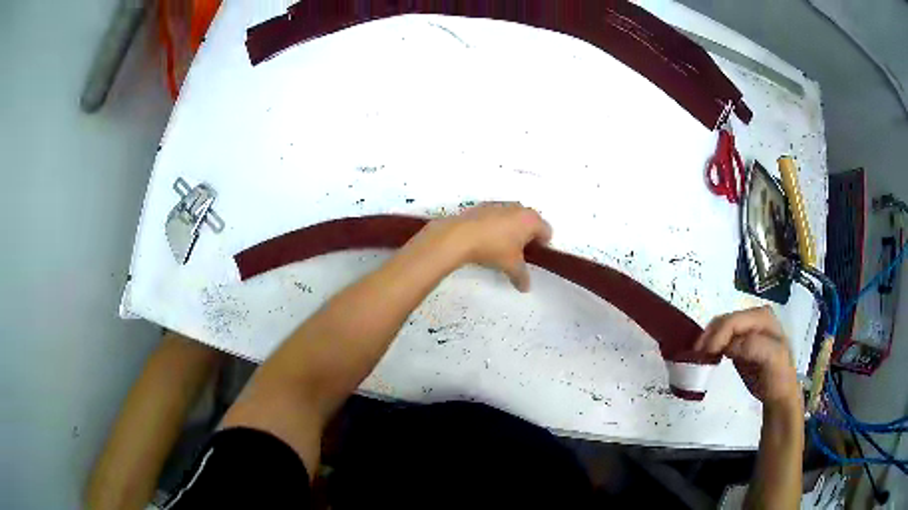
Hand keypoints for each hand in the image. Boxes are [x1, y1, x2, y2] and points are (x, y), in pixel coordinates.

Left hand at [435, 202, 551, 291]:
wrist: (460, 236)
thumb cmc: (493, 248)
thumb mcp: (511, 266)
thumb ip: (522, 276)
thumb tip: (525, 287)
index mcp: (531, 220)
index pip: (547, 231)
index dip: (542, 246)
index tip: (533, 257)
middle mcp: (518, 208)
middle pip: (531, 222)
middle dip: (527, 236)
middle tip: (519, 253)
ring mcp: (500, 205)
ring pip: (513, 217)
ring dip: (511, 230)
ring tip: (501, 246)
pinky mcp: (483, 206)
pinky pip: (497, 216)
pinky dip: (496, 225)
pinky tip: (486, 239)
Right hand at [694, 307, 800, 408]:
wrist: (779, 393)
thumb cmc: (779, 376)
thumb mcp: (773, 360)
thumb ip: (755, 347)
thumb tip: (730, 345)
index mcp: (763, 317)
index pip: (735, 321)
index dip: (718, 335)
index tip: (703, 355)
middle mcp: (754, 318)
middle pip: (726, 320)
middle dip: (710, 335)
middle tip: (696, 355)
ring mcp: (747, 329)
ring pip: (721, 327)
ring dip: (709, 339)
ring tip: (699, 355)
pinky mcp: (740, 342)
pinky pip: (722, 336)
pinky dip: (712, 344)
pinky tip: (708, 356)